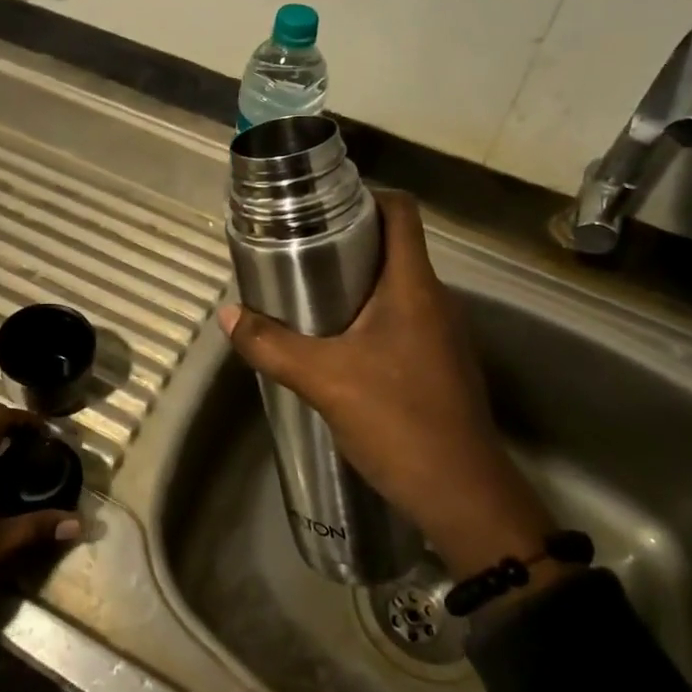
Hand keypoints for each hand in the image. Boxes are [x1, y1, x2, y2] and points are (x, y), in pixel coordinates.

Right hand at [218, 192, 555, 580]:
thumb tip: (228, 314)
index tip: (321, 204)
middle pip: (394, 247)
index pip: (401, 212)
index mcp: (414, 286)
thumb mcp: (323, 380)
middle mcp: (435, 300)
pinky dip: (367, 317)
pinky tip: (335, 343)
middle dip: (346, 241)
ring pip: (395, 287)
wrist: (463, 496)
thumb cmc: (399, 421)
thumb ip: (271, 345)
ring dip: (355, 283)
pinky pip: (400, 321)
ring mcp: (442, 335)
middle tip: (296, 249)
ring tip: (306, 293)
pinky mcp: (439, 364)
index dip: (365, 195)